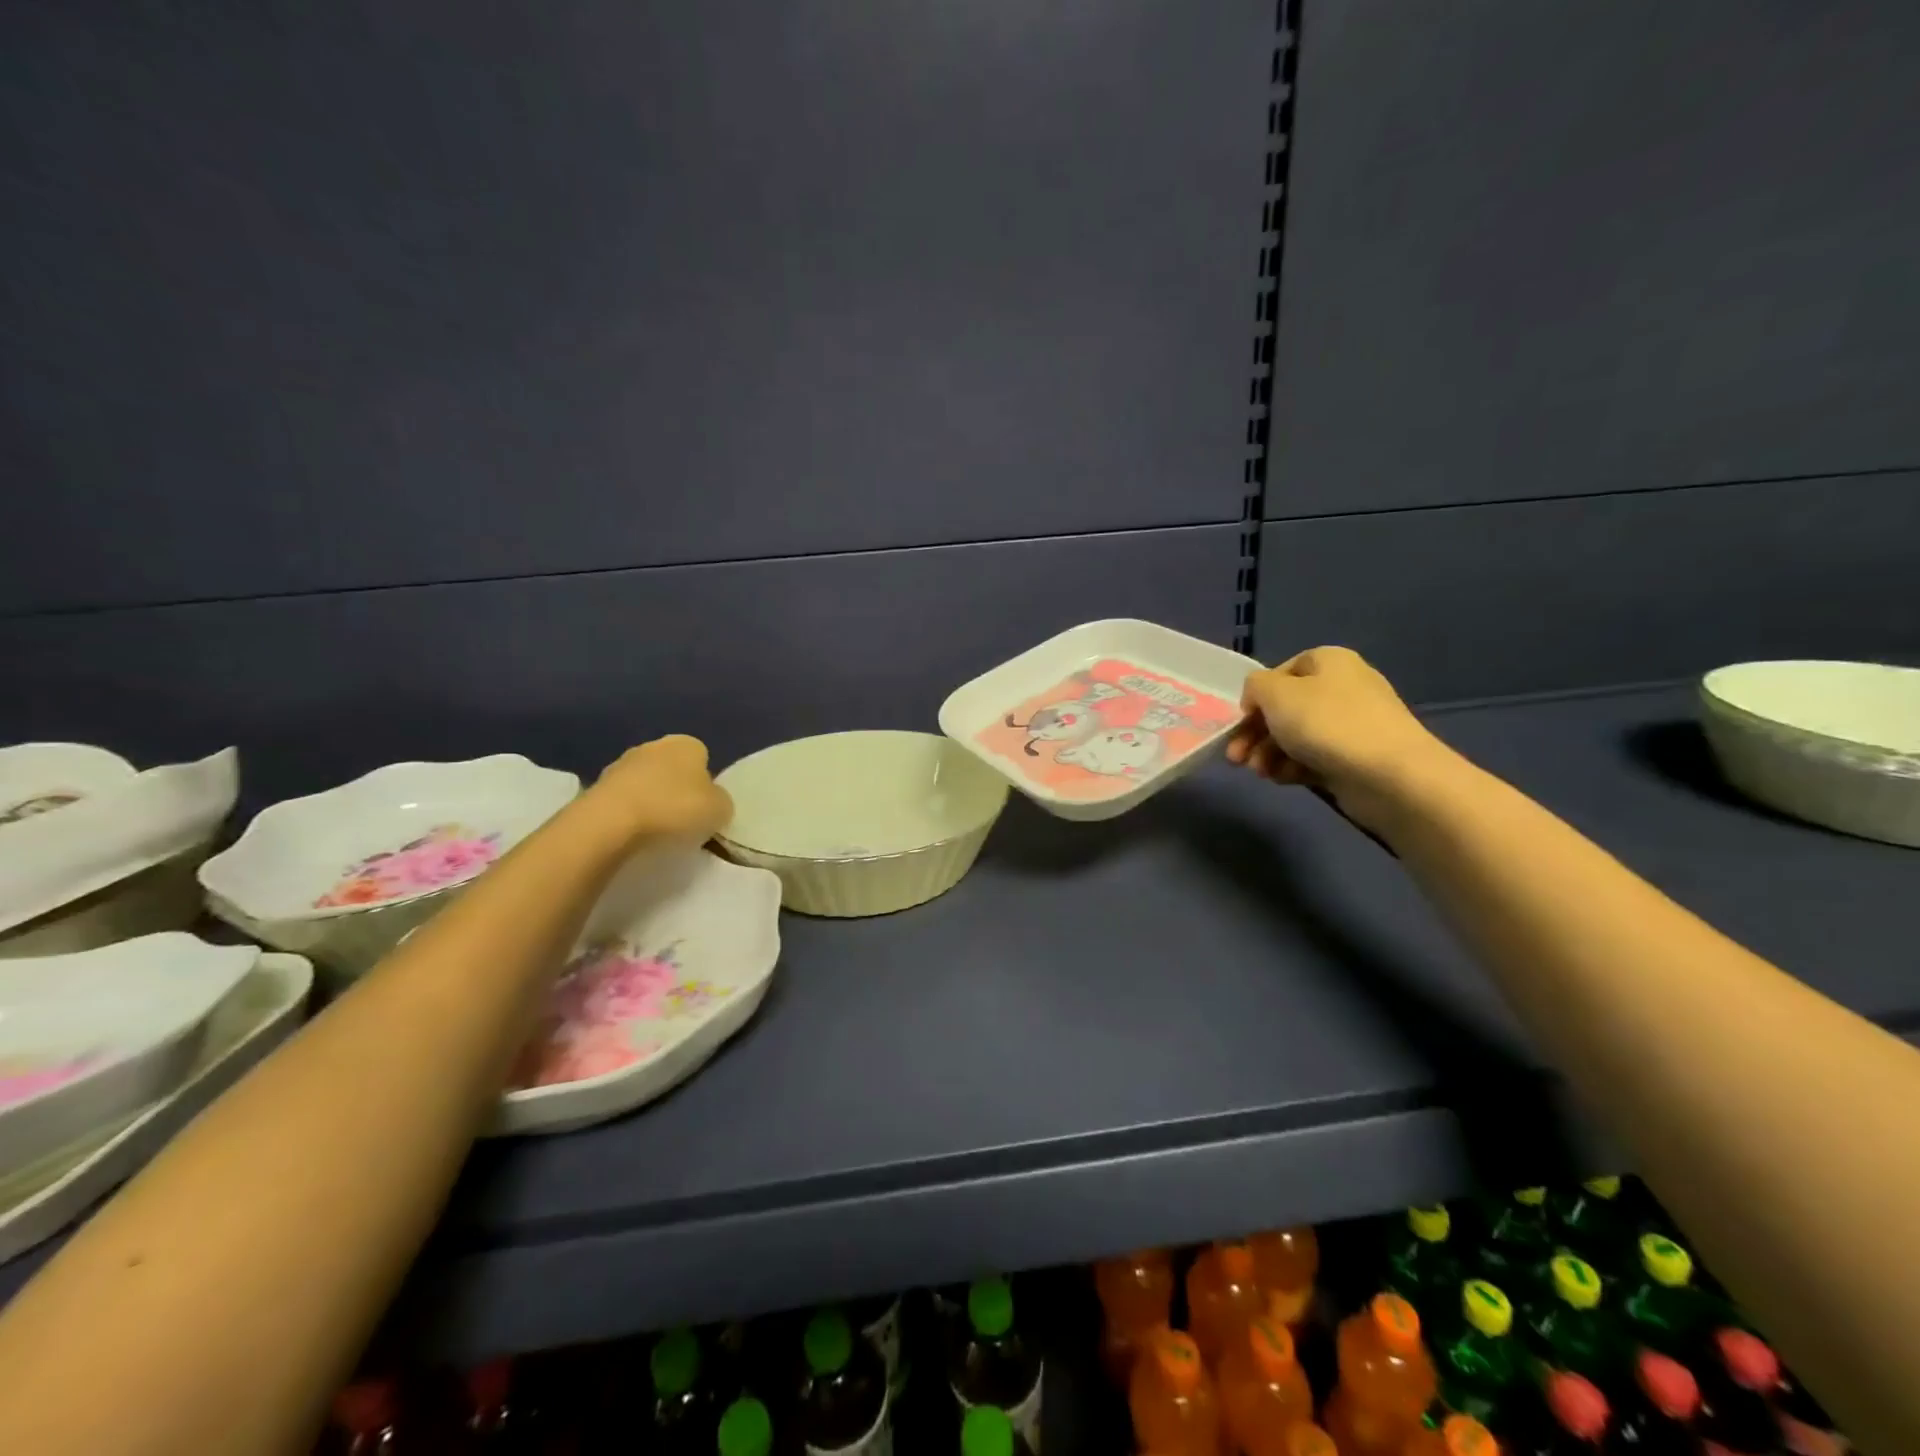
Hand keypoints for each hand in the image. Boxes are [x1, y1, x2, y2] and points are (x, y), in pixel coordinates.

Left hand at [585, 735, 732, 844]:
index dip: (706, 783)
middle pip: (672, 768)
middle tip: (682, 820)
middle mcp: (654, 745)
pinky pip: (623, 799)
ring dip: (650, 800)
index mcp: (687, 744)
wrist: (610, 822)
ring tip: (655, 831)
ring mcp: (621, 763)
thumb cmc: (674, 808)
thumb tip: (712, 801)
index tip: (704, 807)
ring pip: (646, 782)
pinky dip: (629, 812)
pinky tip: (632, 833)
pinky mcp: (596, 786)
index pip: (703, 758)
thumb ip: (721, 801)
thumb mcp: (720, 809)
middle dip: (677, 789)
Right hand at [1226, 647, 1453, 832]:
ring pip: (1296, 736)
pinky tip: (1283, 779)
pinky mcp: (1355, 758)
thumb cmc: (1326, 723)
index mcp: (1328, 661)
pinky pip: (1314, 758)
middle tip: (1235, 758)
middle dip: (1255, 734)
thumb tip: (1258, 697)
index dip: (1256, 697)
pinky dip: (1293, 767)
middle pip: (1285, 708)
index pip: (1280, 673)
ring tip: (1260, 772)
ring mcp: (1352, 724)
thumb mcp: (1276, 693)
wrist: (1389, 775)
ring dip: (1269, 753)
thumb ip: (1255, 686)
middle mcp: (1342, 687)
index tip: (1241, 721)